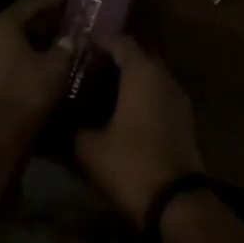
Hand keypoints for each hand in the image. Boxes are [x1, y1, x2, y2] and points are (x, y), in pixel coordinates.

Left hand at [0, 0, 73, 159]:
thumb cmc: (25, 95)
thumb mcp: (56, 66)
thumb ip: (66, 46)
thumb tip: (72, 38)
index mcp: (0, 26)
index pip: (28, 4)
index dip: (50, 0)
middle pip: (16, 24)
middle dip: (41, 23)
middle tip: (64, 23)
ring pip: (8, 46)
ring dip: (31, 45)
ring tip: (56, 47)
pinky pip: (2, 64)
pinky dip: (21, 62)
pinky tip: (40, 70)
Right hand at [74, 34, 203, 226]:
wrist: (176, 201)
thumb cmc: (130, 165)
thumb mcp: (90, 149)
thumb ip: (73, 128)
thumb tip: (59, 120)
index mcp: (142, 72)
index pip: (121, 41)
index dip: (100, 42)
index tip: (80, 50)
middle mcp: (163, 75)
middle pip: (138, 54)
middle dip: (115, 59)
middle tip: (89, 71)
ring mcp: (177, 94)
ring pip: (151, 73)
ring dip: (131, 77)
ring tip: (103, 92)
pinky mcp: (184, 115)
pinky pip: (160, 91)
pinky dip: (143, 93)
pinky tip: (124, 112)